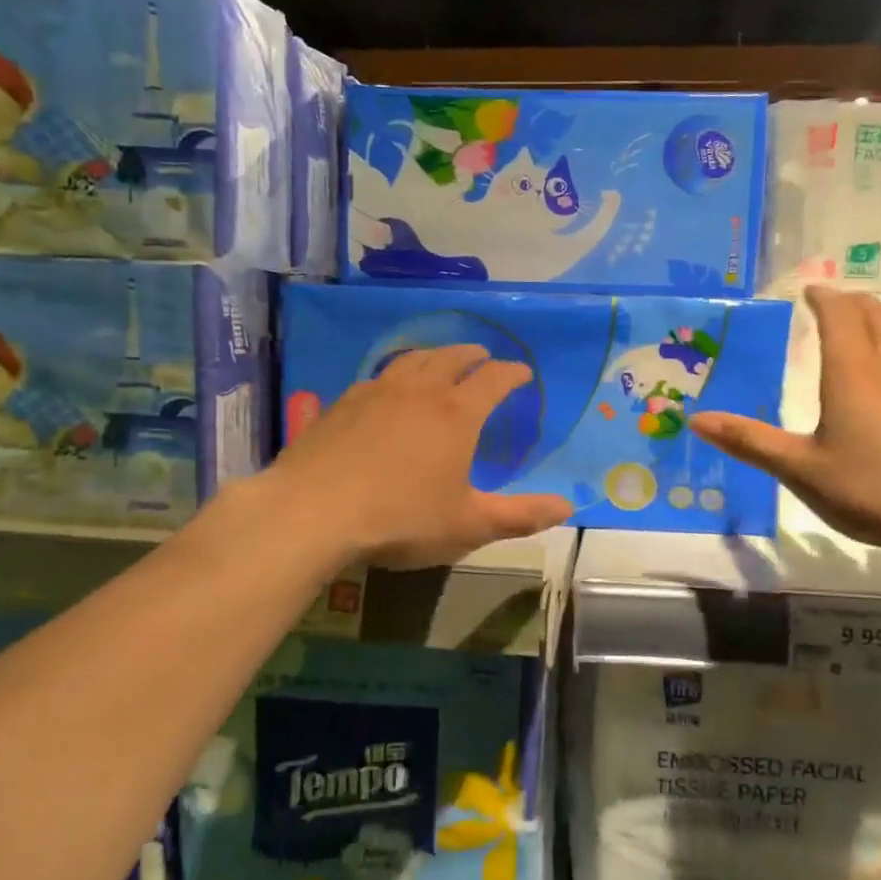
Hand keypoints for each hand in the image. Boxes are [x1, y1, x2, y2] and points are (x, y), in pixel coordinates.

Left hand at [266, 345, 572, 569]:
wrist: (312, 513)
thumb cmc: (401, 519)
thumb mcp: (468, 525)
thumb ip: (520, 516)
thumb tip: (568, 507)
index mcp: (456, 414)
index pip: (493, 380)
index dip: (512, 373)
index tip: (523, 373)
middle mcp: (419, 392)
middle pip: (451, 358)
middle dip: (473, 355)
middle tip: (483, 356)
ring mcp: (376, 393)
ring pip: (412, 360)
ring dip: (434, 355)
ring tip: (440, 360)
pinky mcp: (341, 404)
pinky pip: (378, 377)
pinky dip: (396, 374)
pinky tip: (388, 388)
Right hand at [690, 286, 880, 570]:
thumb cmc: (876, 492)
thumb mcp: (802, 471)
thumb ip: (750, 442)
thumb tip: (697, 419)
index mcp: (853, 373)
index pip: (839, 314)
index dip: (823, 296)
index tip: (809, 290)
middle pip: (876, 313)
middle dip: (852, 301)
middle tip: (833, 304)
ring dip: (880, 320)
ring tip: (864, 329)